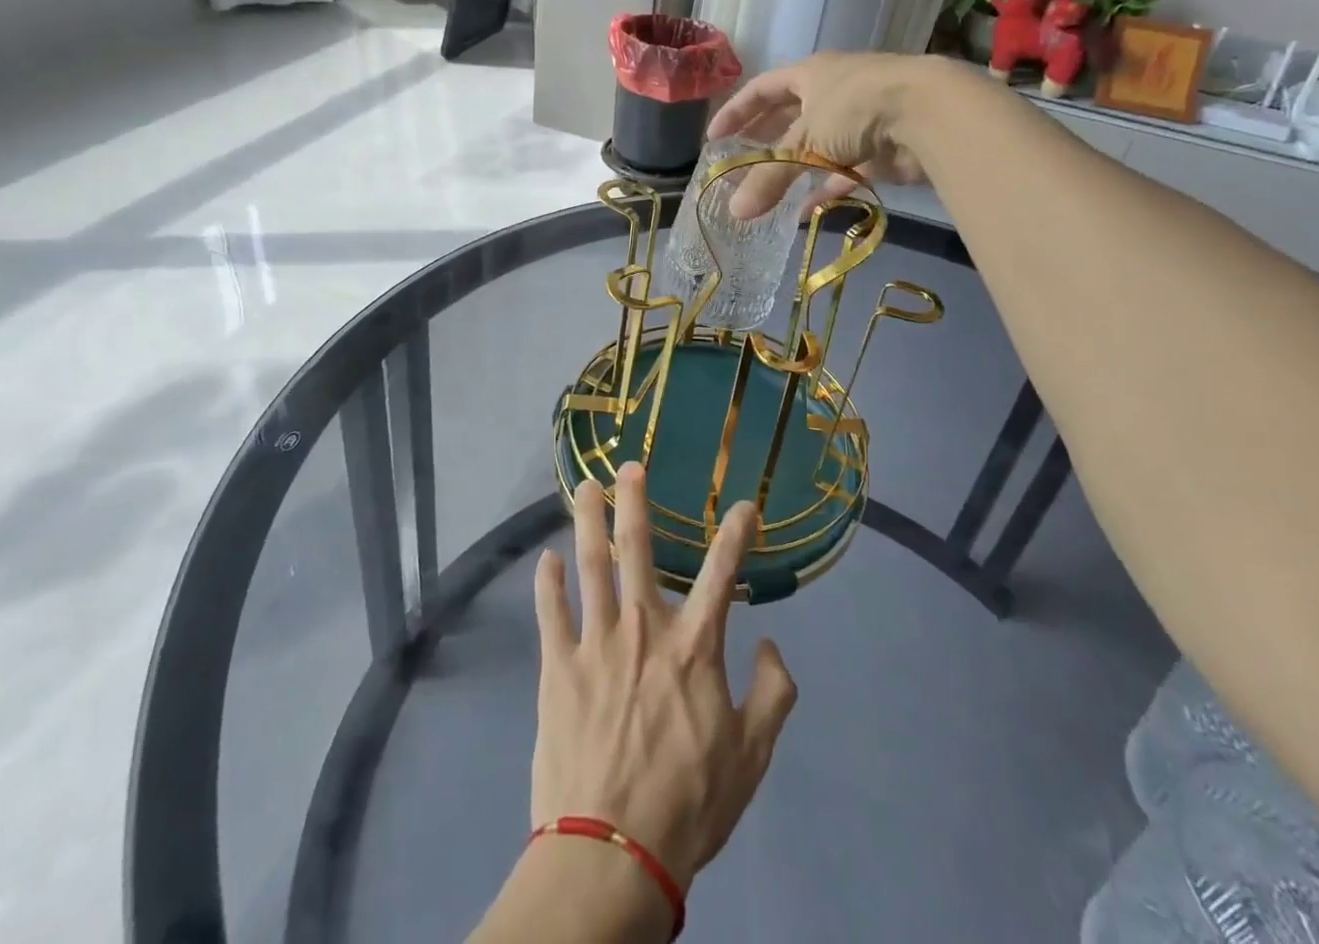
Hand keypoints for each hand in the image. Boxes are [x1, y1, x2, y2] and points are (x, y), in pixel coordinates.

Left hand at [531, 465, 798, 890]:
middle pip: (638, 549)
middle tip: (629, 466)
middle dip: (635, 502)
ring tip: (584, 487)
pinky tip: (545, 559)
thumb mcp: (752, 756)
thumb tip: (771, 645)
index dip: (736, 533)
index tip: (745, 504)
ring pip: (590, 565)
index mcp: (694, 646)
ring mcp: (596, 642)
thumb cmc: (688, 803)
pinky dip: (547, 582)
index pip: (721, 574)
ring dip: (587, 521)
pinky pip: (551, 612)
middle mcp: (644, 628)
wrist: (612, 851)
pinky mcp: (558, 667)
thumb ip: (773, 695)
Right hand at [707, 51, 962, 218]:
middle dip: (765, 139)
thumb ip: (768, 177)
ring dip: (794, 167)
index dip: (736, 111)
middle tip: (741, 161)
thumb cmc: (856, 109)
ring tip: (768, 190)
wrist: (928, 114)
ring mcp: (860, 120)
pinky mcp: (880, 149)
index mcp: (810, 75)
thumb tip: (735, 212)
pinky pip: (845, 170)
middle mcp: (833, 92)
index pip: (762, 89)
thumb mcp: (804, 141)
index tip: (714, 136)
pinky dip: (826, 188)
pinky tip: (807, 210)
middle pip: (790, 116)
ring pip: (818, 145)